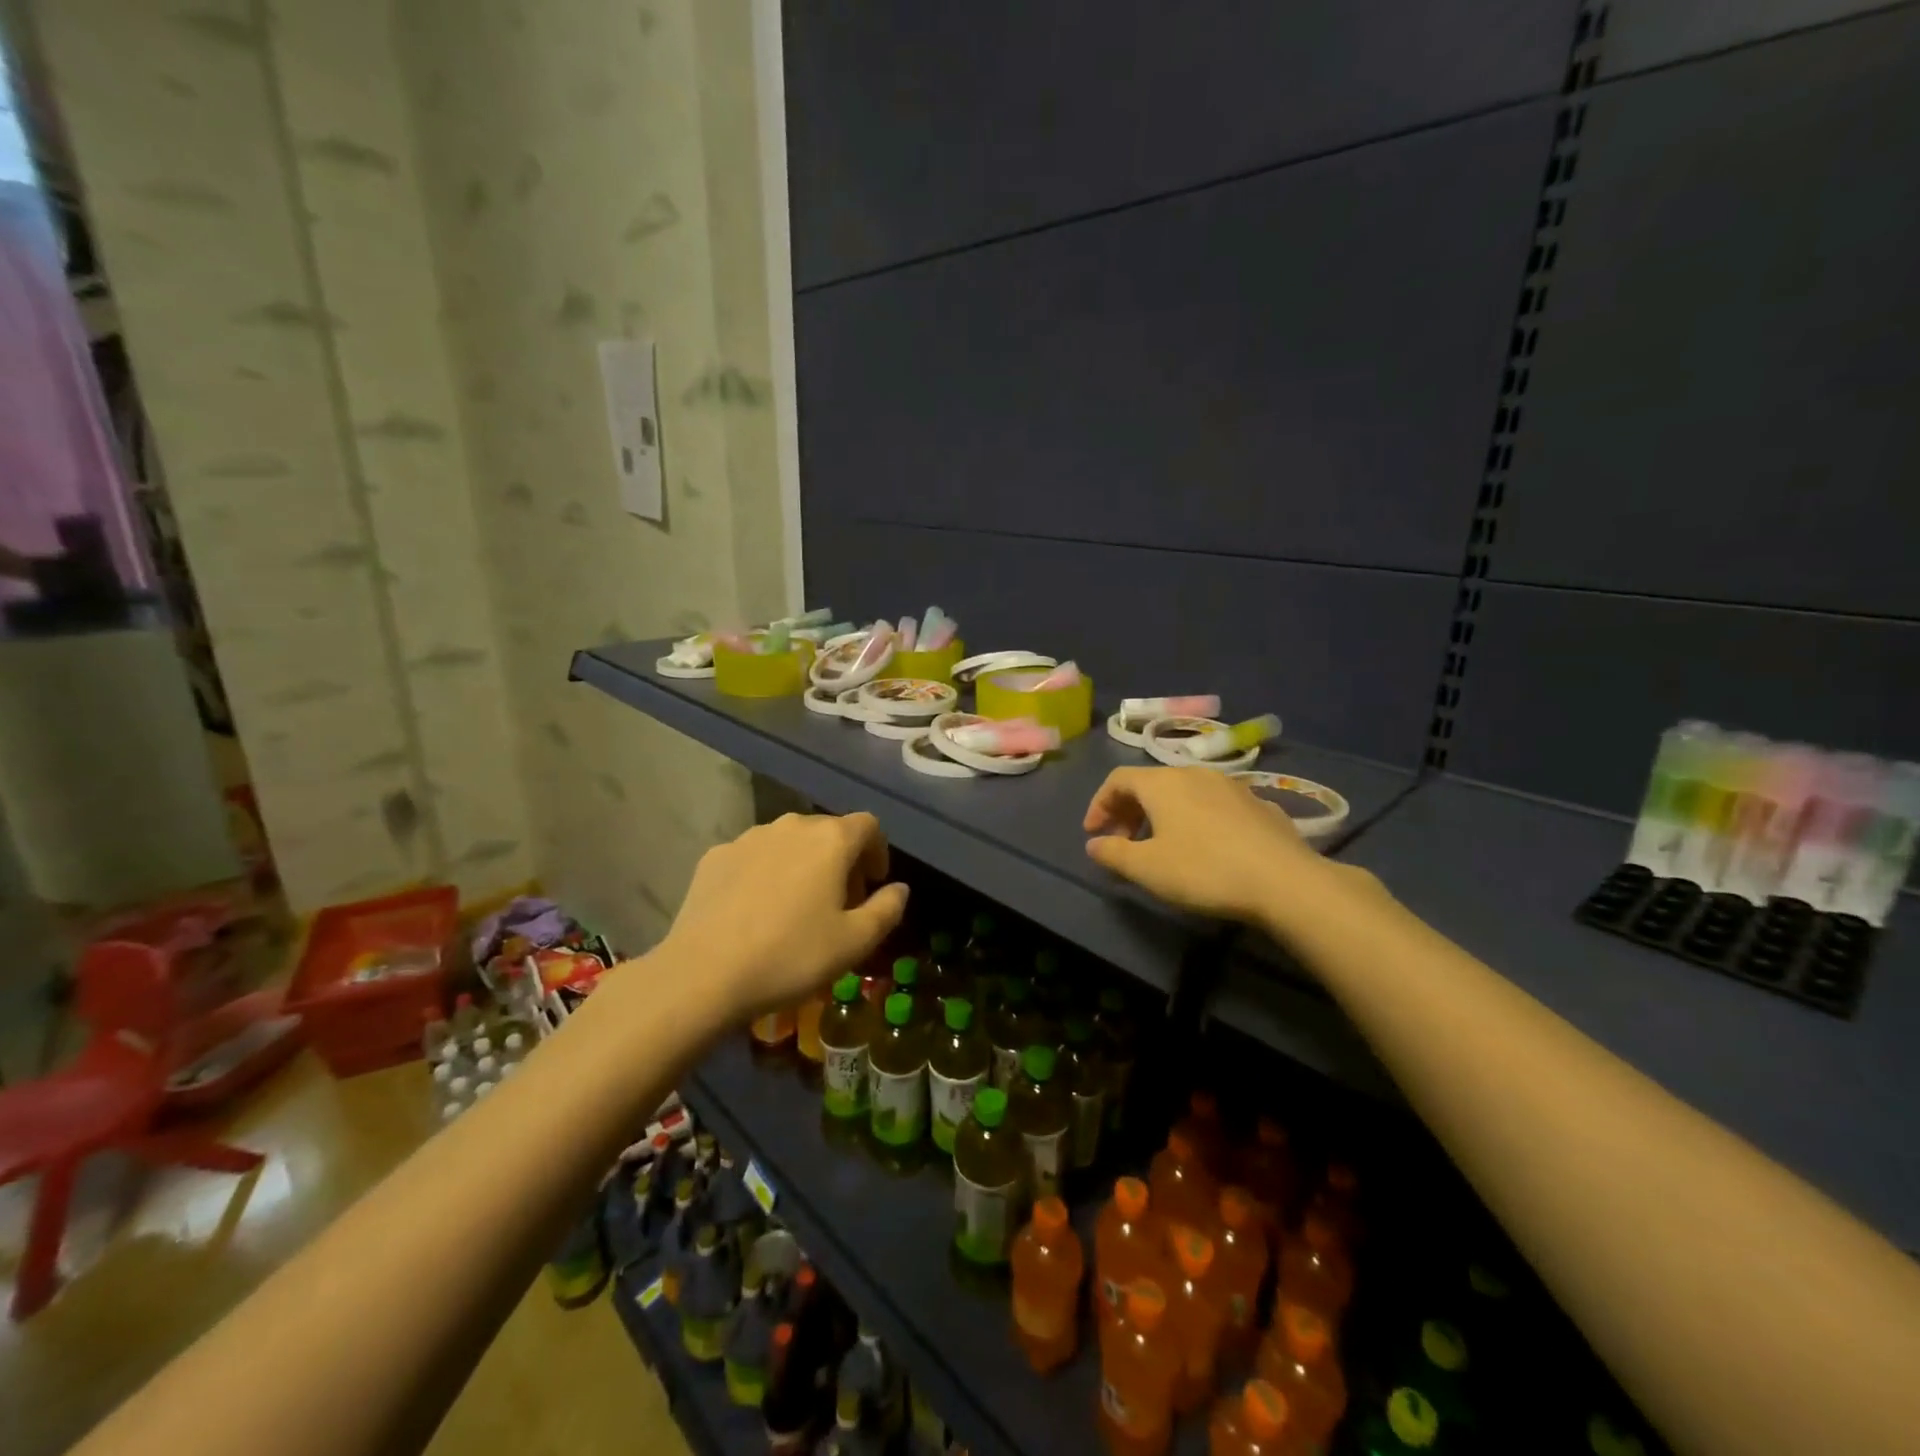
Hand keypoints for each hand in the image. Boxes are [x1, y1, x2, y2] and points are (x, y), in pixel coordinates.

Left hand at [661, 811, 908, 1019]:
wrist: (703, 974)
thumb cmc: (791, 956)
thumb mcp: (855, 942)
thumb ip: (888, 909)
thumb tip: (899, 889)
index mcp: (830, 839)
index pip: (869, 826)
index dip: (878, 852)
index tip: (872, 886)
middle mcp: (791, 825)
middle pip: (828, 832)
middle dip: (841, 861)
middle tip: (839, 905)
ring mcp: (748, 837)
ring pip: (789, 843)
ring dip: (803, 865)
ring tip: (796, 908)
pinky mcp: (715, 856)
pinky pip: (754, 857)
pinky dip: (766, 874)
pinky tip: (756, 911)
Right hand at [1083, 766, 1354, 929]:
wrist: (1284, 881)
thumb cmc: (1203, 870)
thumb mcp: (1147, 868)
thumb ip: (1113, 853)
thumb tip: (1094, 844)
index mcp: (1162, 783)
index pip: (1118, 780)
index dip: (1099, 805)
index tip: (1094, 834)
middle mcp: (1194, 773)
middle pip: (1150, 784)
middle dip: (1129, 811)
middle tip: (1123, 842)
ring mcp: (1231, 786)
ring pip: (1184, 792)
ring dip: (1162, 814)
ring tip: (1161, 845)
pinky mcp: (1259, 804)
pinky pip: (1214, 805)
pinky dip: (1196, 819)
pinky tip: (1205, 848)